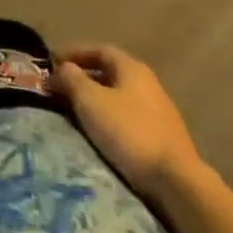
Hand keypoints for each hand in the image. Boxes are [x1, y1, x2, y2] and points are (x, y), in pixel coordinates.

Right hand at [54, 45, 200, 195]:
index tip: (53, 63)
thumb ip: (72, 79)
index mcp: (132, 68)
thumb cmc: (129, 131)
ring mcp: (160, 113)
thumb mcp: (91, 101)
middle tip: (62, 90)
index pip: (99, 49)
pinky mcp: (165, 140)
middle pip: (110, 73)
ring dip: (98, 102)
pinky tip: (103, 135)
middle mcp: (148, 84)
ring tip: (78, 114)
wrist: (178, 183)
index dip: (75, 53)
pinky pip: (130, 120)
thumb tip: (61, 68)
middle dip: (85, 79)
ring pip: (120, 98)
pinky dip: (112, 121)